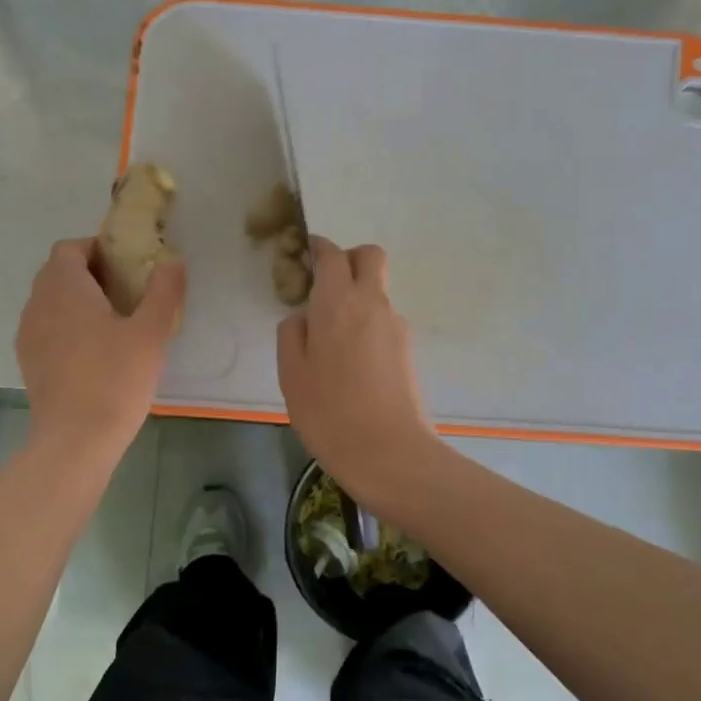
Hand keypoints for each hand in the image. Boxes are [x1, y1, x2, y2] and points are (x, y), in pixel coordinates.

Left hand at [16, 239, 185, 466]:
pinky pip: (46, 327)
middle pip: (57, 272)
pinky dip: (66, 325)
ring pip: (50, 301)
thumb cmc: (115, 379)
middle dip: (89, 273)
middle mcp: (38, 303)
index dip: (96, 248)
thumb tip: (172, 261)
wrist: (75, 441)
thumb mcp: (150, 333)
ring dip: (76, 300)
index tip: (127, 266)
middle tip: (126, 292)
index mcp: (64, 287)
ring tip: (111, 322)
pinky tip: (93, 351)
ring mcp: (28, 334)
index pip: (70, 248)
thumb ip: (163, 291)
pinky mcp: (28, 361)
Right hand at [277, 237, 436, 502]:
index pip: (331, 254)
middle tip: (326, 286)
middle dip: (349, 259)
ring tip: (334, 341)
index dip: (318, 247)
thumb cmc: (328, 412)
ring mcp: (396, 325)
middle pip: (370, 256)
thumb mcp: (291, 372)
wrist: (389, 453)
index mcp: (337, 302)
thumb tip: (305, 317)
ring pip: (378, 291)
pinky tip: (353, 364)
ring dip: (358, 297)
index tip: (305, 253)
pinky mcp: (409, 349)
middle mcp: (372, 303)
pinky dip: (368, 325)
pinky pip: (384, 320)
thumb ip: (292, 332)